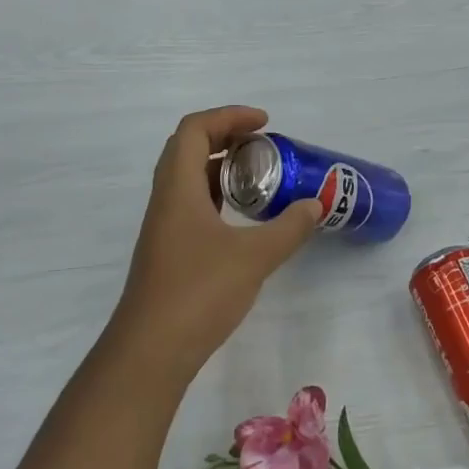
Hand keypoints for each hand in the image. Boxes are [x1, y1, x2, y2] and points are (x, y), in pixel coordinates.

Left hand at [104, 106, 320, 385]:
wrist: (151, 351)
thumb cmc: (199, 293)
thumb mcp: (254, 257)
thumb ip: (289, 228)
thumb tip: (316, 205)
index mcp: (178, 188)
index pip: (195, 130)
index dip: (229, 117)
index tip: (265, 124)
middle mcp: (166, 200)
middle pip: (189, 149)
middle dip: (227, 137)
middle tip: (266, 146)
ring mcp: (165, 227)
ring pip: (190, 179)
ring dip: (223, 168)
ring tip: (262, 176)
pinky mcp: (169, 251)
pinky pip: (193, 205)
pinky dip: (219, 197)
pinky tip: (244, 217)